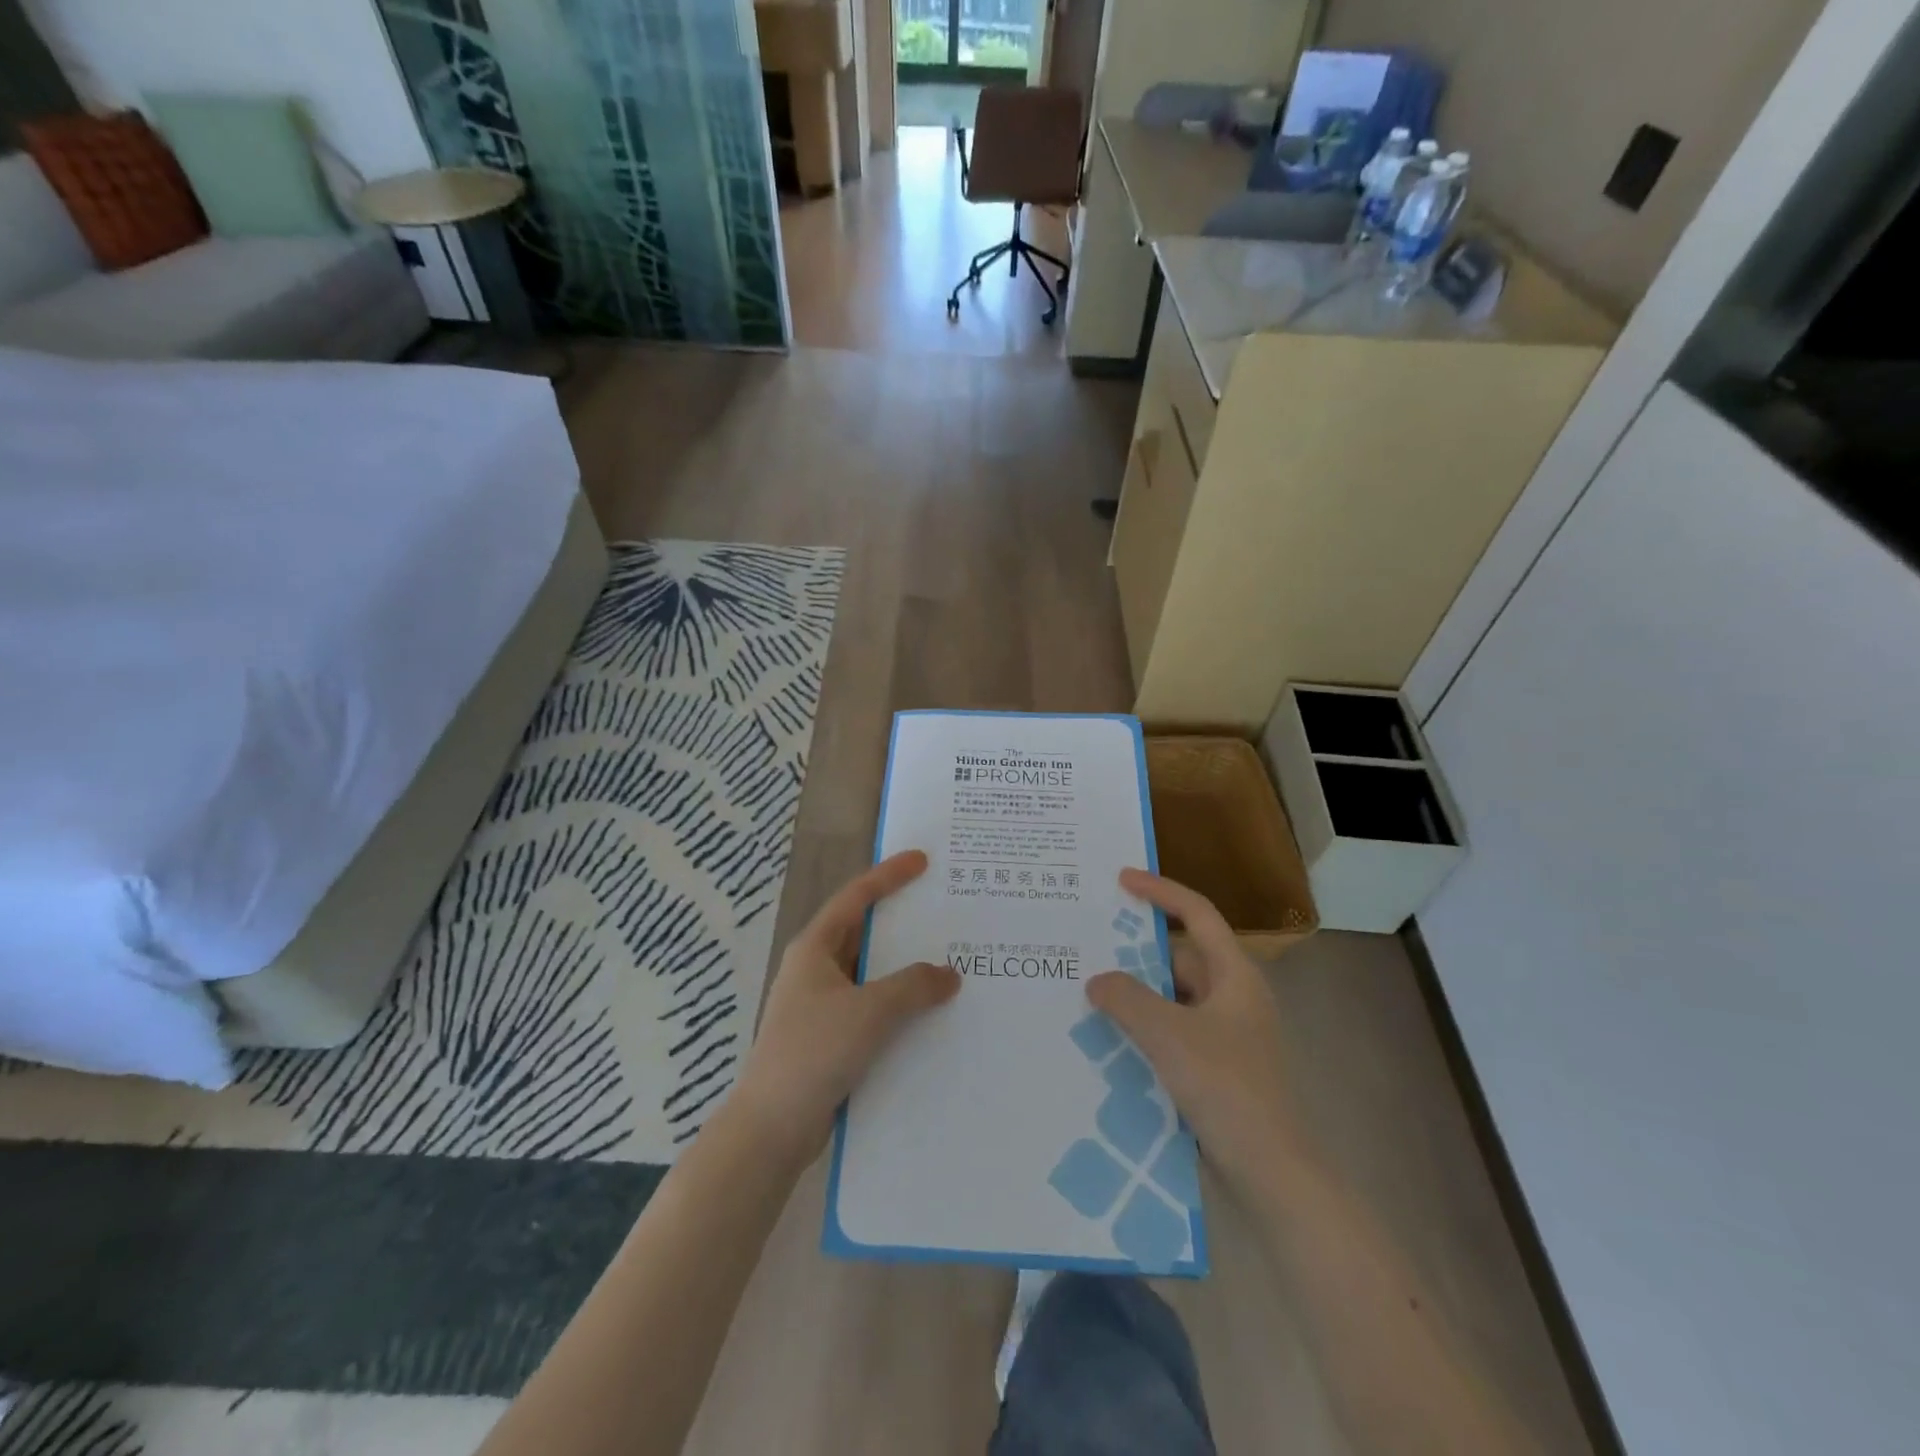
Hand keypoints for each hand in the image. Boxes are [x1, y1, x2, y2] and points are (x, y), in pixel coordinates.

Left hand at [729, 851, 960, 1166]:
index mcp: (815, 949)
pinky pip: (872, 1009)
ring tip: (949, 961)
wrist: (771, 1129)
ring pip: (871, 975)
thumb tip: (949, 975)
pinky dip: (899, 1005)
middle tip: (944, 910)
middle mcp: (816, 970)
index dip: (889, 875)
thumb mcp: (869, 1011)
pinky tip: (930, 1014)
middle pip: (864, 933)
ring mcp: (821, 1006)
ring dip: (904, 970)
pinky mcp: (830, 1039)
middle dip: (902, 922)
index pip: (856, 897)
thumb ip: (913, 987)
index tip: (922, 860)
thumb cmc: (814, 1053)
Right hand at [1087, 869, 1300, 1200]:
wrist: (1272, 1172)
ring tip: (1089, 990)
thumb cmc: (1227, 1088)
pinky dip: (1144, 1027)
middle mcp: (1233, 997)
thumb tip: (1097, 980)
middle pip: (1181, 956)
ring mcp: (1226, 1035)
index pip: (1197, 914)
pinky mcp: (1215, 1068)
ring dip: (1137, 993)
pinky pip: (1172, 1031)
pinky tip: (1109, 1037)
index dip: (1161, 891)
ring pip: (1173, 997)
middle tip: (1090, 943)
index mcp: (1235, 976)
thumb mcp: (1169, 1035)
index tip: (1121, 879)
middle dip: (1137, 950)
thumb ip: (1127, 999)